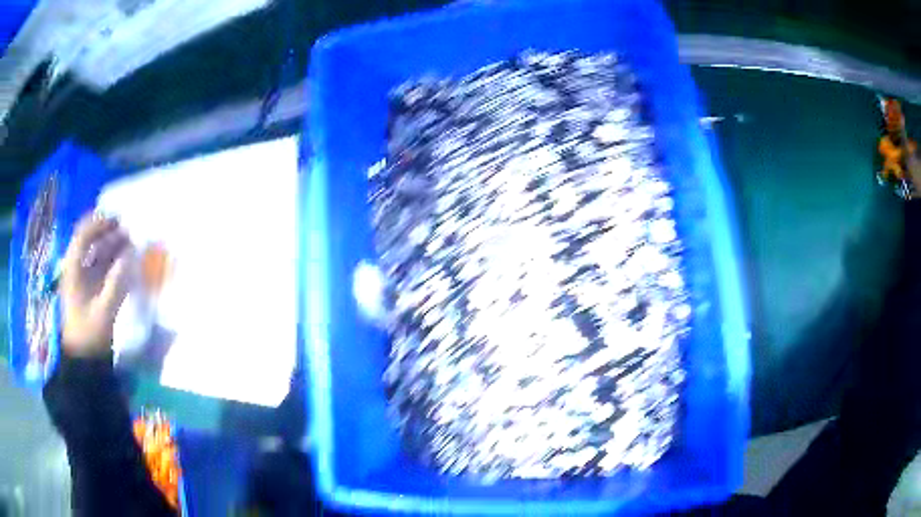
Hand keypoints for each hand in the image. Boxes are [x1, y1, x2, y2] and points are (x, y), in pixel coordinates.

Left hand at [61, 213, 136, 356]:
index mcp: (74, 270)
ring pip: (96, 254)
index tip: (117, 220)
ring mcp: (84, 280)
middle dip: (107, 232)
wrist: (84, 362)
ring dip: (112, 246)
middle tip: (127, 229)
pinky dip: (113, 261)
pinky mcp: (91, 291)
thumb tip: (131, 256)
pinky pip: (101, 268)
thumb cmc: (89, 336)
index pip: (83, 236)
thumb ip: (117, 283)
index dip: (98, 224)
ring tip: (130, 242)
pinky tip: (125, 262)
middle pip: (90, 241)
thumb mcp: (103, 312)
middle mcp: (77, 269)